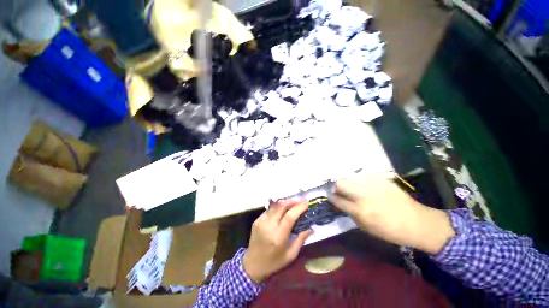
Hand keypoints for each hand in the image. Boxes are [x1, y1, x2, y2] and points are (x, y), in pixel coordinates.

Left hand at [243, 199, 312, 282]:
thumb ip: (301, 240)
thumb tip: (311, 228)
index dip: (298, 207)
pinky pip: (269, 209)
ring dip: (285, 203)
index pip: (289, 216)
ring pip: (275, 206)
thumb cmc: (274, 262)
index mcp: (278, 236)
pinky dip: (277, 207)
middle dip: (292, 201)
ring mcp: (261, 221)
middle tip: (300, 202)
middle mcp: (268, 226)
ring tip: (293, 204)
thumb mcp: (290, 255)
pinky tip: (282, 210)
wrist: (252, 265)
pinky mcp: (257, 220)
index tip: (306, 203)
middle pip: (281, 206)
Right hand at [329, 173, 454, 253]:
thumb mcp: (366, 228)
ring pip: (350, 176)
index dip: (331, 197)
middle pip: (341, 183)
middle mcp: (364, 195)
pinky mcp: (382, 179)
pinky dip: (359, 180)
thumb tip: (339, 202)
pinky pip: (363, 176)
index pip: (337, 199)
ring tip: (351, 187)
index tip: (331, 196)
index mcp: (361, 211)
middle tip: (339, 190)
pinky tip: (364, 185)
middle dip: (336, 186)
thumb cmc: (390, 230)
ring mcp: (374, 185)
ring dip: (347, 182)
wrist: (417, 222)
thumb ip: (350, 213)